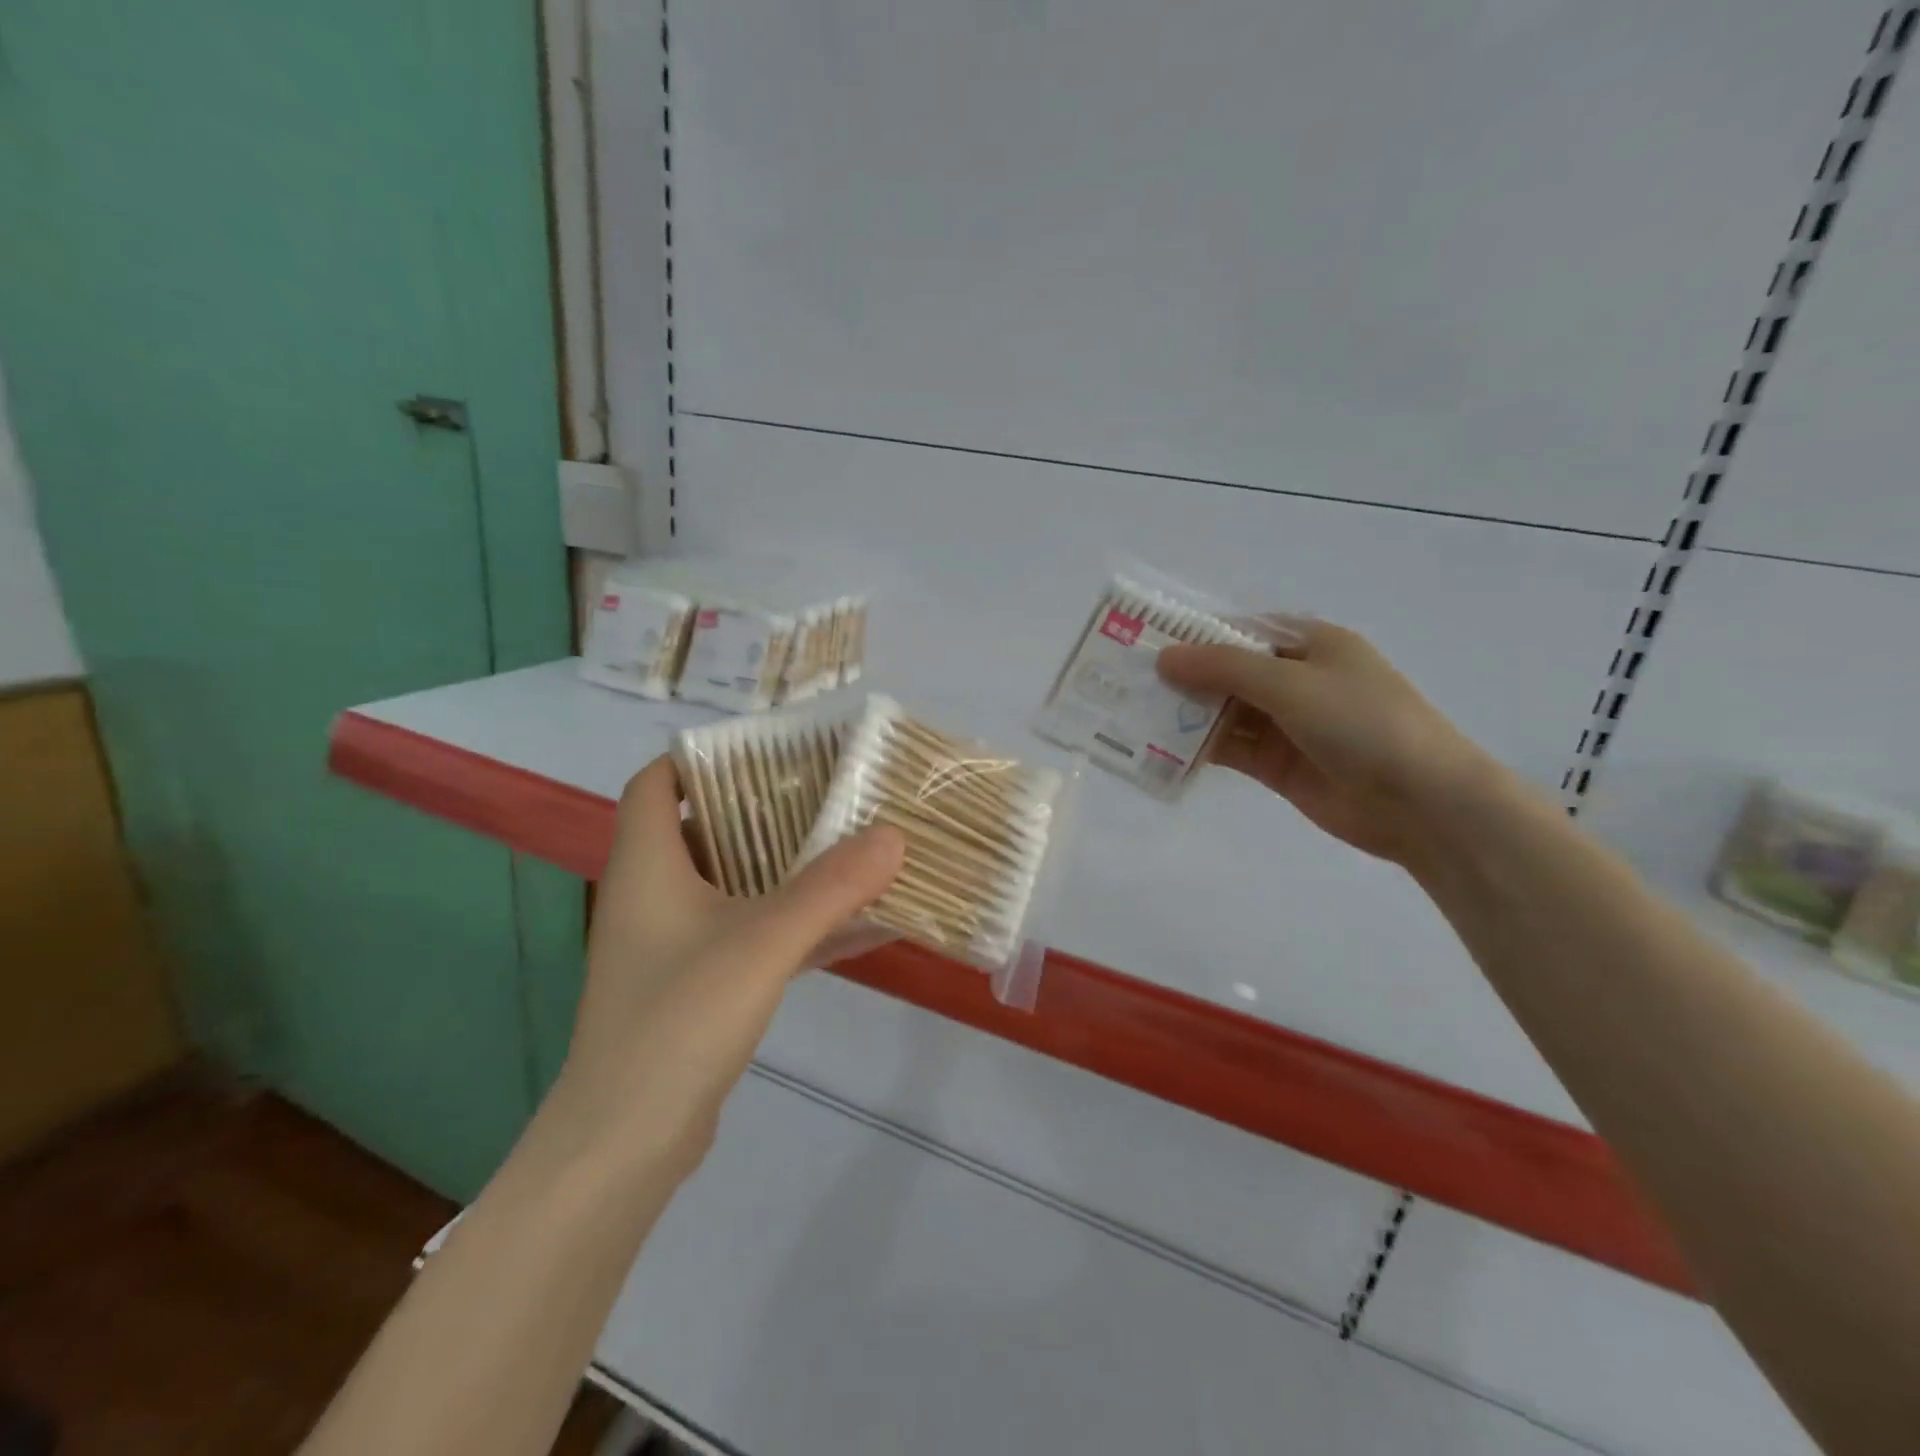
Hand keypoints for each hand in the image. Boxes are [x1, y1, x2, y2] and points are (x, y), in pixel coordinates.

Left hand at [547, 756, 903, 1182]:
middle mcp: (653, 895)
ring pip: (734, 883)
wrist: (627, 1145)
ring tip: (850, 845)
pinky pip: (752, 934)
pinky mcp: (698, 986)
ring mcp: (675, 944)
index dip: (702, 758)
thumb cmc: (679, 1020)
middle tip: (828, 794)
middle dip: (765, 809)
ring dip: (787, 867)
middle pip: (706, 828)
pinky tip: (855, 927)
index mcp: (648, 865)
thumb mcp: (763, 942)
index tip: (767, 751)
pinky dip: (796, 924)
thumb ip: (830, 887)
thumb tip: (893, 835)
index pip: (657, 783)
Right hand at [1157, 619, 1499, 866]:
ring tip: (1131, 713)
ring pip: (1223, 712)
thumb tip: (1164, 658)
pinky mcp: (1277, 764)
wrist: (1422, 802)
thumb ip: (1224, 669)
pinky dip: (1197, 748)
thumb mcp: (1291, 683)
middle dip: (1182, 677)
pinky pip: (1229, 748)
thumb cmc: (1363, 722)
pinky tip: (1159, 749)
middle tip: (1125, 680)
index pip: (1238, 631)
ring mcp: (1285, 724)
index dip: (1192, 634)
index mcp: (1308, 643)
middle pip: (1226, 672)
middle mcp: (1294, 679)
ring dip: (1185, 713)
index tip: (1143, 640)